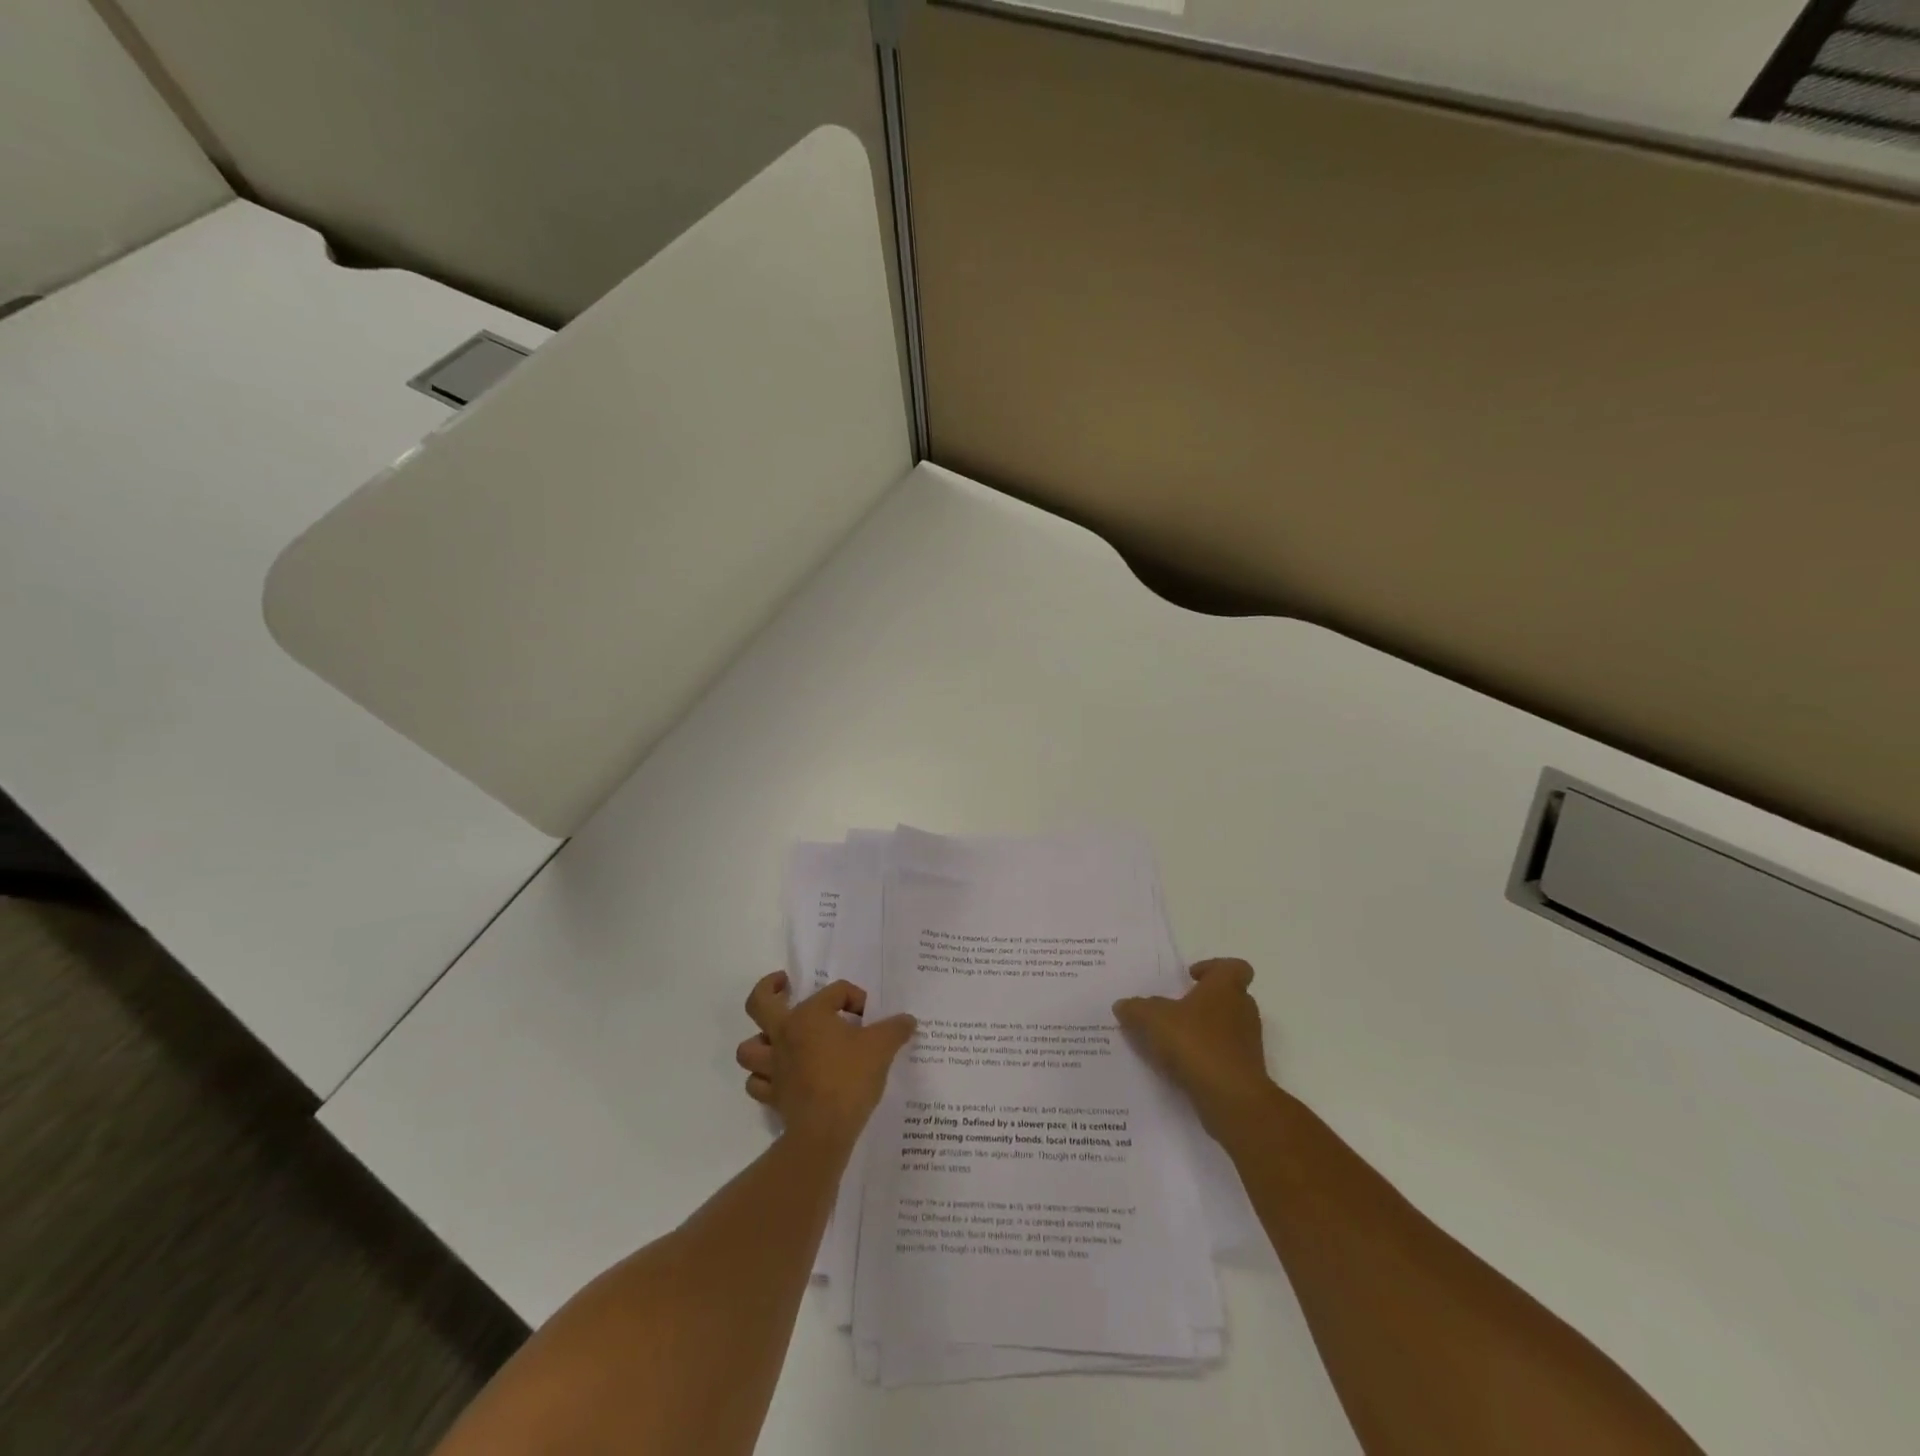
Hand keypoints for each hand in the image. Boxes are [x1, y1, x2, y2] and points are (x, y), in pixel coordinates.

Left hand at [736, 973, 916, 1147]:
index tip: (869, 1017)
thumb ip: (895, 1028)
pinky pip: (757, 1083)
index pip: (834, 992)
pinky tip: (779, 1077)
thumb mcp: (882, 1047)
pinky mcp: (773, 1095)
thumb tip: (908, 1020)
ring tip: (775, 1039)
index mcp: (809, 1015)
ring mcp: (773, 1067)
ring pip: (749, 1047)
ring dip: (759, 1041)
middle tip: (783, 984)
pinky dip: (764, 1078)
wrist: (825, 1130)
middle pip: (759, 1003)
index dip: (855, 998)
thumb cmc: (851, 1078)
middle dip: (768, 988)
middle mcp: (784, 1035)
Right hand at [1114, 958, 1272, 1138]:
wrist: (1232, 1098)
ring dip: (1204, 1032)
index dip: (1214, 968)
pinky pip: (1224, 1057)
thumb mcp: (1152, 1019)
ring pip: (1226, 1028)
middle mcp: (1242, 1011)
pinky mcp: (1246, 1072)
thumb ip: (1136, 1009)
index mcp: (1225, 988)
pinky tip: (1181, 1068)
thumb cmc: (1196, 1043)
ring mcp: (1248, 1043)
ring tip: (1173, 1041)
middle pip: (1229, 997)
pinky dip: (1206, 1058)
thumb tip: (1123, 1005)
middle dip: (1203, 1002)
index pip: (1234, 967)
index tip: (1192, 977)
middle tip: (1176, 1010)